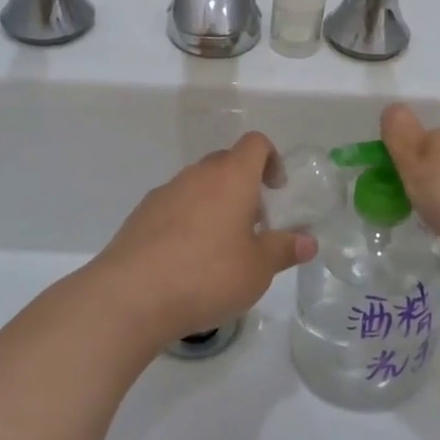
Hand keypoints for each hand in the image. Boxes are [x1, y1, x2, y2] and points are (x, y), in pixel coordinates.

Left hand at [90, 132, 315, 346]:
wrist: (131, 296)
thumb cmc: (207, 275)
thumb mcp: (258, 269)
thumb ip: (284, 250)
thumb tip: (308, 240)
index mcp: (231, 177)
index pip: (255, 144)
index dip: (271, 159)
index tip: (276, 190)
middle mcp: (197, 175)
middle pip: (225, 163)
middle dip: (243, 186)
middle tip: (253, 224)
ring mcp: (165, 193)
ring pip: (197, 186)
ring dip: (213, 205)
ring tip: (219, 249)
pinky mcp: (141, 216)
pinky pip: (173, 207)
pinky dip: (186, 222)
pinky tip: (186, 262)